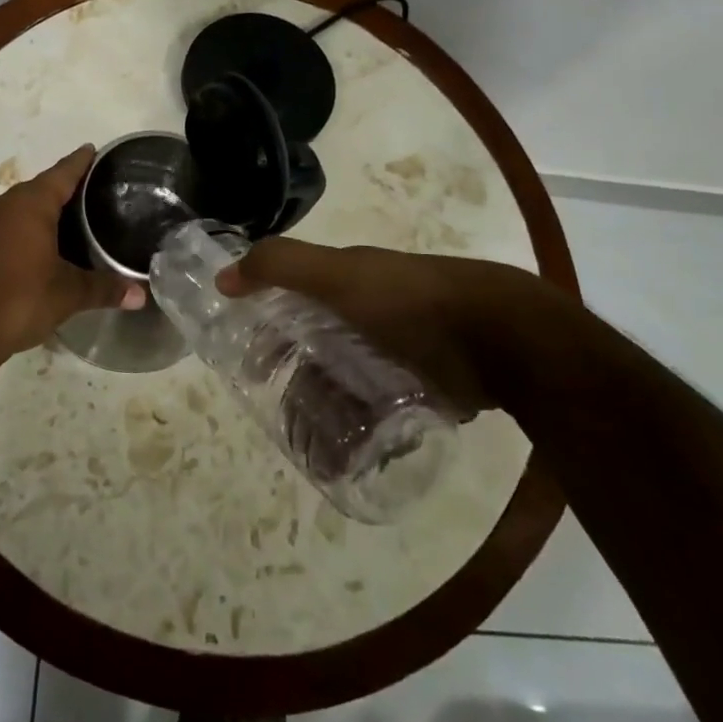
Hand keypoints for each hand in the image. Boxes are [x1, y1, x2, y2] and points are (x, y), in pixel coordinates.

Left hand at [0, 146, 144, 366]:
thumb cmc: (19, 300)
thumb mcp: (68, 294)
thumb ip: (105, 288)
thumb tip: (141, 295)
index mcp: (30, 204)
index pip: (62, 173)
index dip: (80, 162)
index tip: (94, 150)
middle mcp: (4, 205)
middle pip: (40, 188)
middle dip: (65, 188)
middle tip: (93, 192)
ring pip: (20, 208)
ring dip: (42, 211)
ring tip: (71, 219)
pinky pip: (5, 226)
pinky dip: (24, 229)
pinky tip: (39, 246)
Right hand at [219, 238, 560, 411]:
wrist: (499, 337)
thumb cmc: (409, 300)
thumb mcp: (339, 274)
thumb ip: (282, 266)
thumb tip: (223, 275)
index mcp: (348, 282)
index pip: (293, 302)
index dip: (267, 326)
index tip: (249, 363)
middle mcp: (368, 314)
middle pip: (317, 348)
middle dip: (296, 378)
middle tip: (281, 413)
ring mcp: (398, 353)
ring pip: (346, 383)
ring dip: (326, 411)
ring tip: (313, 445)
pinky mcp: (423, 389)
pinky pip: (381, 412)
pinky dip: (363, 430)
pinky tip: (352, 455)